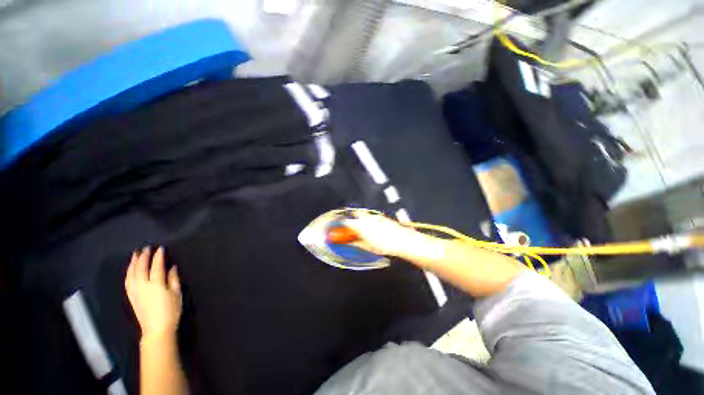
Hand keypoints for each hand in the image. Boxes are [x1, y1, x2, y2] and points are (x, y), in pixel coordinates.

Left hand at [125, 246, 181, 340]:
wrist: (156, 329)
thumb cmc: (171, 310)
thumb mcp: (176, 293)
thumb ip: (173, 279)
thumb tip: (171, 267)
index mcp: (156, 284)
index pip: (156, 266)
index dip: (158, 256)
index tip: (160, 248)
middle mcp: (143, 285)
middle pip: (141, 268)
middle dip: (143, 257)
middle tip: (146, 248)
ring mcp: (135, 291)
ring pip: (131, 274)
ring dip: (133, 263)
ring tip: (135, 255)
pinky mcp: (131, 297)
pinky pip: (127, 281)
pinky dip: (128, 273)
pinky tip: (130, 269)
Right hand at [343, 212, 422, 256]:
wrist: (401, 240)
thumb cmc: (383, 245)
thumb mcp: (367, 247)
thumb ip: (356, 243)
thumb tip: (350, 242)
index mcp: (360, 225)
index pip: (346, 222)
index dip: (342, 224)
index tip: (341, 228)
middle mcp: (366, 218)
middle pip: (355, 213)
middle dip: (352, 218)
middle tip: (352, 226)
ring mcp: (375, 216)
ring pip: (364, 214)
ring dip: (361, 219)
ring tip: (363, 228)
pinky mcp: (382, 217)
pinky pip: (372, 216)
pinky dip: (369, 220)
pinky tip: (374, 228)